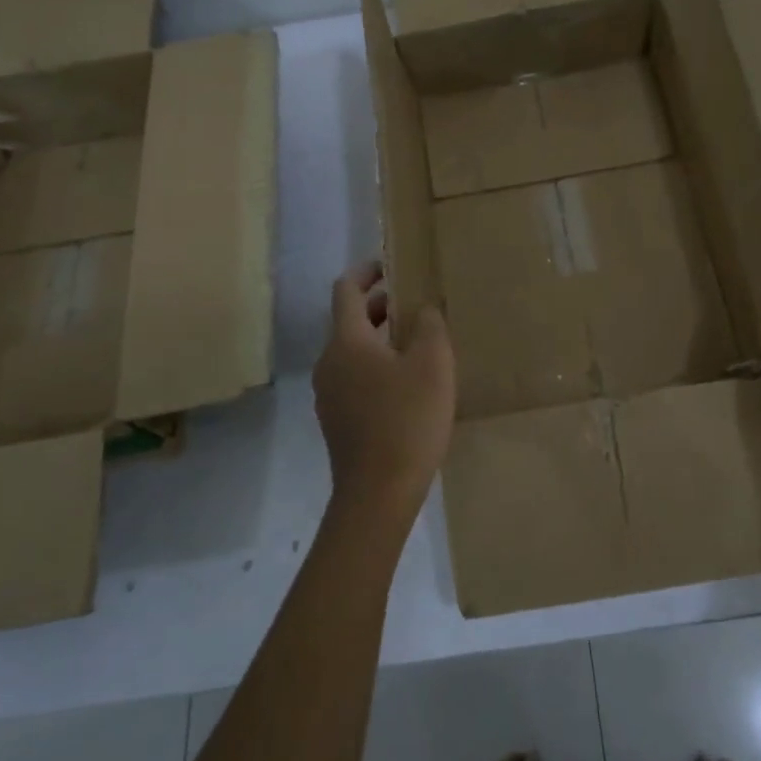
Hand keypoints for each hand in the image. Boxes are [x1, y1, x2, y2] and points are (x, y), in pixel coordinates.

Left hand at [312, 260, 455, 522]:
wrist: (378, 494)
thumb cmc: (407, 419)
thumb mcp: (432, 364)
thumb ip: (429, 325)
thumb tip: (422, 307)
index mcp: (346, 342)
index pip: (346, 290)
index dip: (366, 272)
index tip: (389, 266)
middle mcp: (329, 362)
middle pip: (349, 321)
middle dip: (379, 307)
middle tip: (413, 306)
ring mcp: (328, 394)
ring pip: (352, 352)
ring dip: (379, 339)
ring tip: (416, 345)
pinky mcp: (337, 421)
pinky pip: (354, 378)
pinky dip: (375, 367)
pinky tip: (406, 386)